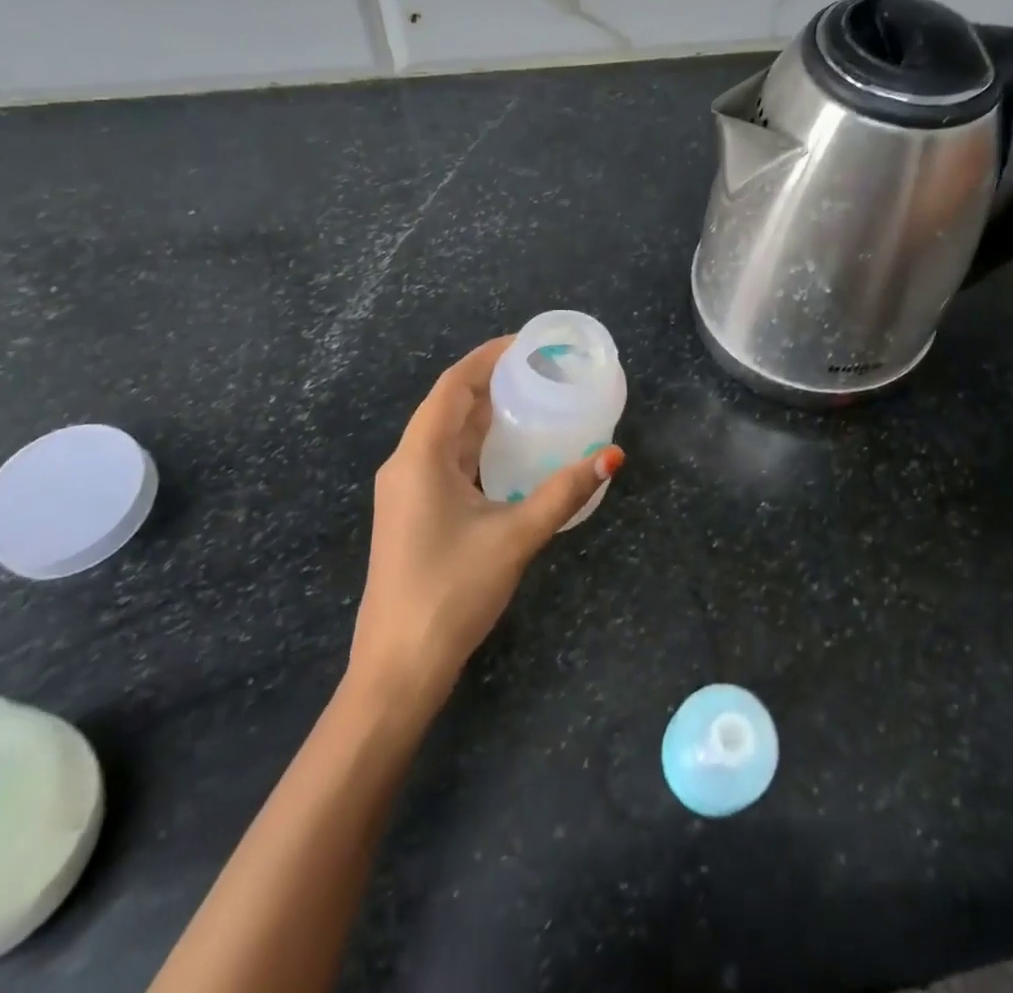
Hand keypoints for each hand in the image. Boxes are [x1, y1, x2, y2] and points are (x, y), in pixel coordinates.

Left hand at [349, 336, 624, 711]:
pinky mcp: (412, 514)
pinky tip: (510, 453)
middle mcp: (406, 464)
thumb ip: (564, 492)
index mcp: (419, 456)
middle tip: (541, 371)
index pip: (453, 385)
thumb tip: (613, 456)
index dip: (488, 357)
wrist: (398, 668)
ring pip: (447, 435)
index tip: (527, 344)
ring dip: (484, 415)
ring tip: (532, 400)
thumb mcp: (515, 536)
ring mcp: (406, 491)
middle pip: (449, 406)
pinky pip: (446, 461)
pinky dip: (478, 446)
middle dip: (491, 382)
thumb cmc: (452, 591)